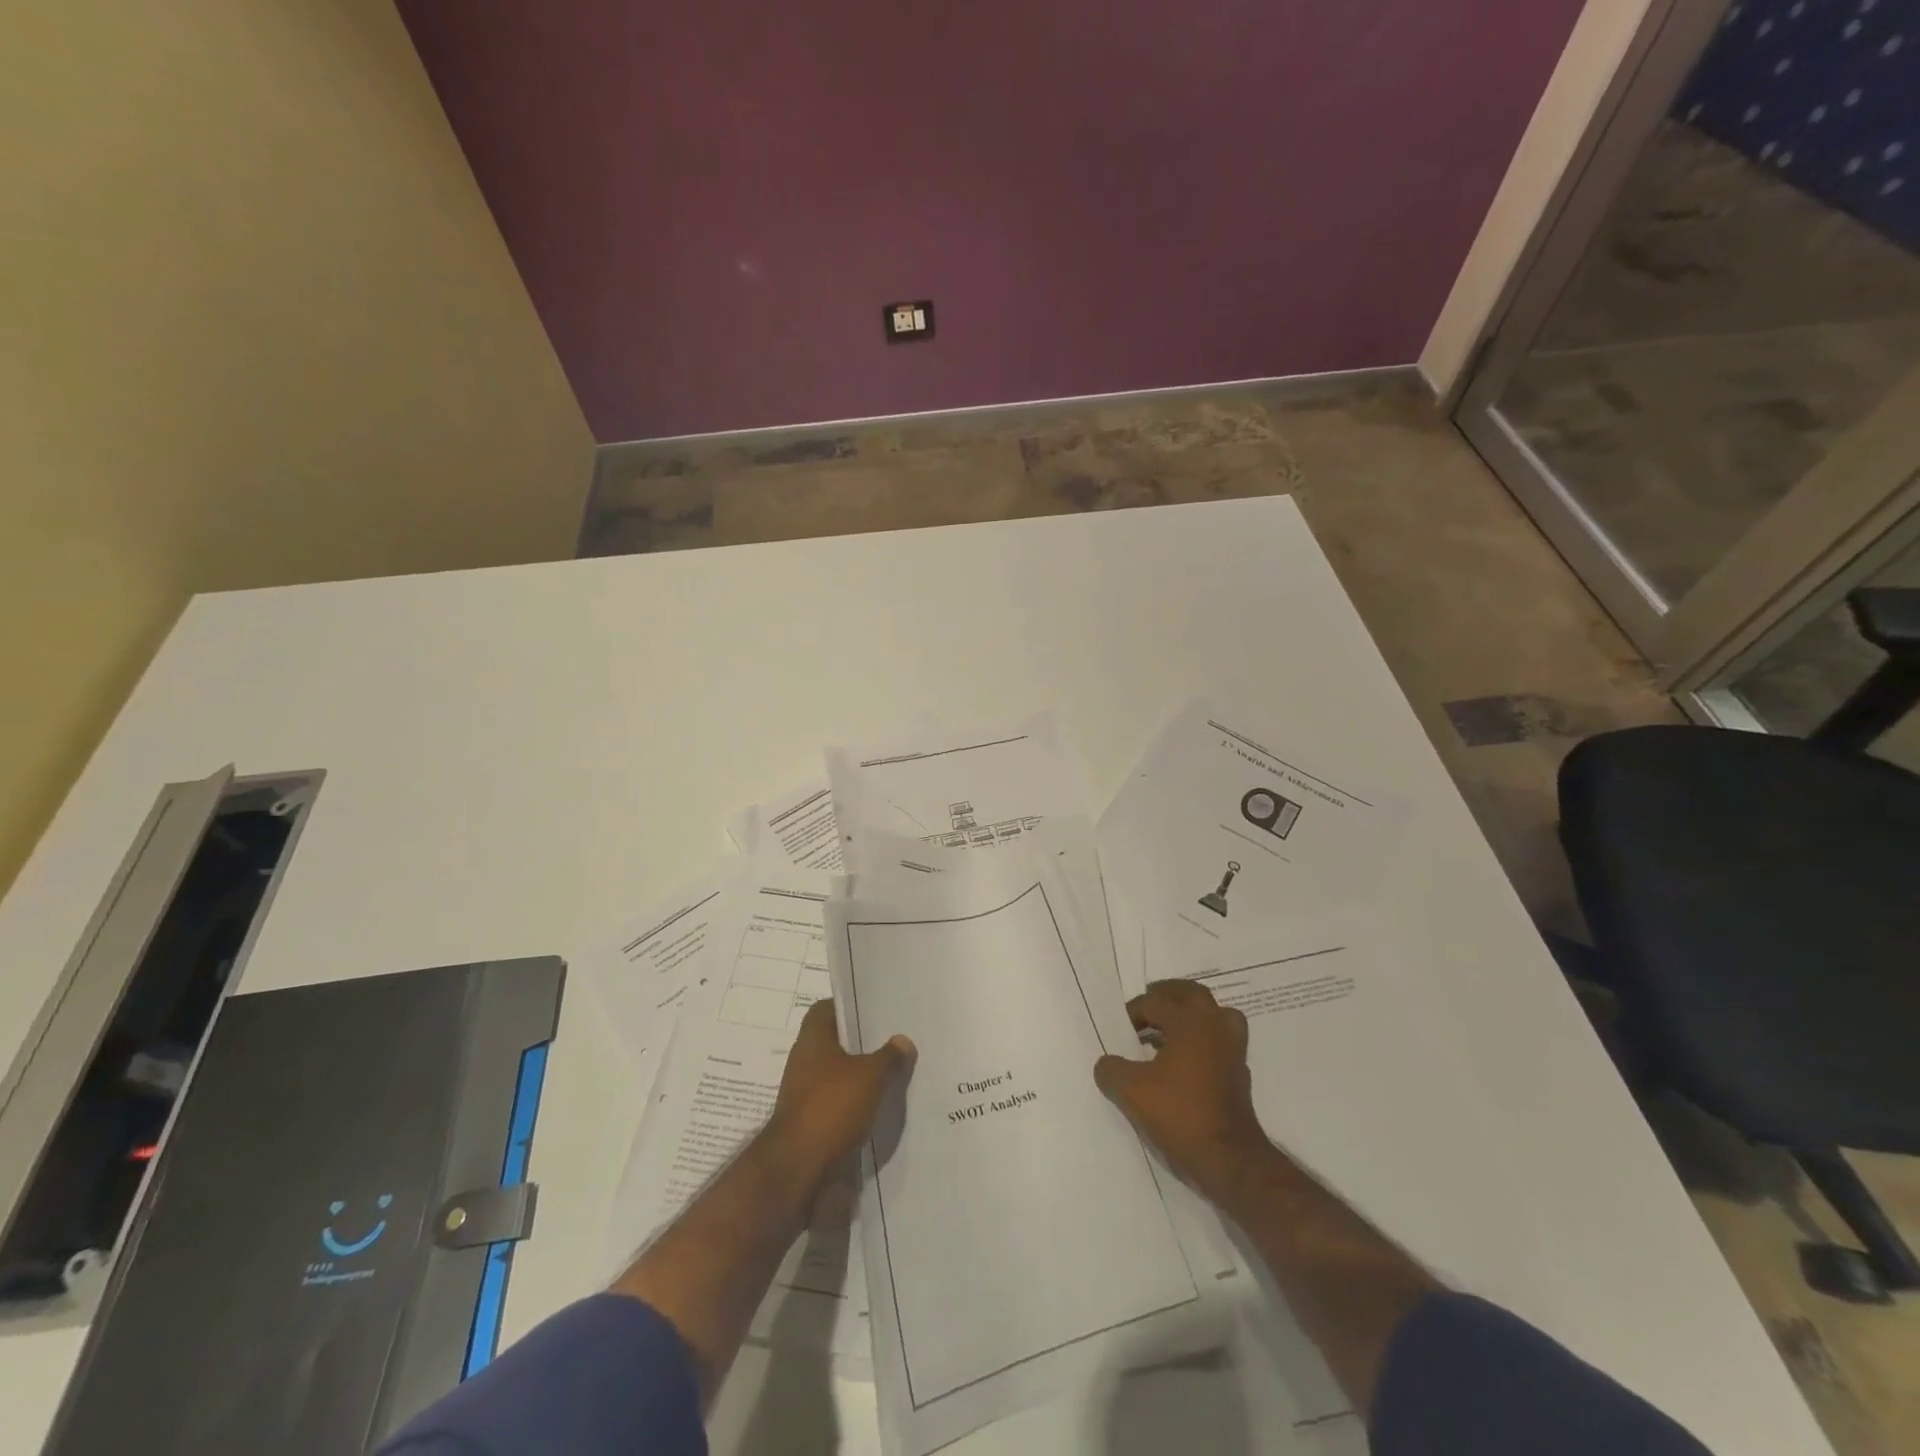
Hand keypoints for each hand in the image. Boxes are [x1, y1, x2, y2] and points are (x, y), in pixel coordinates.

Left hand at [764, 998, 915, 1188]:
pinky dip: (854, 1103)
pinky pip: (836, 1102)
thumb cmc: (831, 1107)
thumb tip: (903, 1041)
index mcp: (812, 1039)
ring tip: (893, 1074)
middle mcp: (804, 1061)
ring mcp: (804, 1093)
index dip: (848, 1006)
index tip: (874, 1010)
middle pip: (834, 1042)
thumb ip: (889, 1057)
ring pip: (837, 1074)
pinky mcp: (809, 1122)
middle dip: (861, 1044)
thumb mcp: (870, 1076)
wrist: (798, 1168)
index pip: (826, 1008)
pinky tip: (879, 1107)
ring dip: (859, 1076)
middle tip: (892, 1041)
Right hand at [1094, 979, 1268, 1202]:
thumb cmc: (1180, 1115)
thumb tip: (1106, 1063)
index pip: (1153, 1002)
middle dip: (1167, 995)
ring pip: (1215, 1014)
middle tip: (1147, 1005)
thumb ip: (1111, 1070)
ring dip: (1192, 1014)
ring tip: (1170, 1027)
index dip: (1131, 1013)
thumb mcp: (1131, 1092)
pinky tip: (1186, 1059)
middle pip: (1191, 994)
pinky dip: (1204, 1039)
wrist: (1229, 1159)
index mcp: (1190, 1022)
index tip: (1117, 1031)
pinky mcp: (1239, 1074)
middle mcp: (1215, 1027)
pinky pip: (1221, 1040)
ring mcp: (1232, 1050)